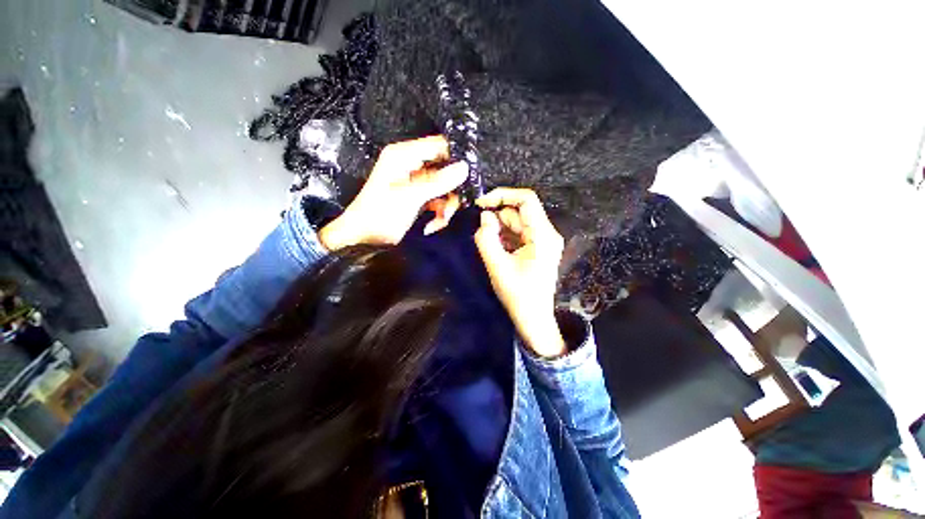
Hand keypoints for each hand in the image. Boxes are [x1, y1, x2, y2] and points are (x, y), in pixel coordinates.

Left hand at [319, 136, 467, 250]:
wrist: (363, 238)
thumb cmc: (380, 215)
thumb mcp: (410, 198)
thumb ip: (438, 182)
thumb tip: (464, 168)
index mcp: (404, 156)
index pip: (439, 146)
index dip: (456, 159)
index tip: (468, 178)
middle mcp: (411, 164)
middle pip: (445, 169)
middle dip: (451, 191)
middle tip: (450, 210)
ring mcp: (416, 181)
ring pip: (445, 187)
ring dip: (446, 205)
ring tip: (440, 221)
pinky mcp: (419, 196)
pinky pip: (438, 199)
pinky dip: (439, 212)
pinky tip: (433, 225)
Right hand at [474, 188, 565, 357]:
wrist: (533, 318)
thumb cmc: (518, 295)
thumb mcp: (497, 267)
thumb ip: (487, 239)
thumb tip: (484, 217)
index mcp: (543, 235)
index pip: (526, 200)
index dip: (503, 195)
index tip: (481, 203)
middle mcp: (546, 233)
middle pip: (519, 212)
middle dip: (497, 217)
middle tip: (481, 233)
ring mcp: (542, 240)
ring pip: (516, 222)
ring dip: (499, 228)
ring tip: (490, 247)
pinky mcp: (536, 247)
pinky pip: (517, 233)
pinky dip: (504, 236)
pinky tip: (497, 250)